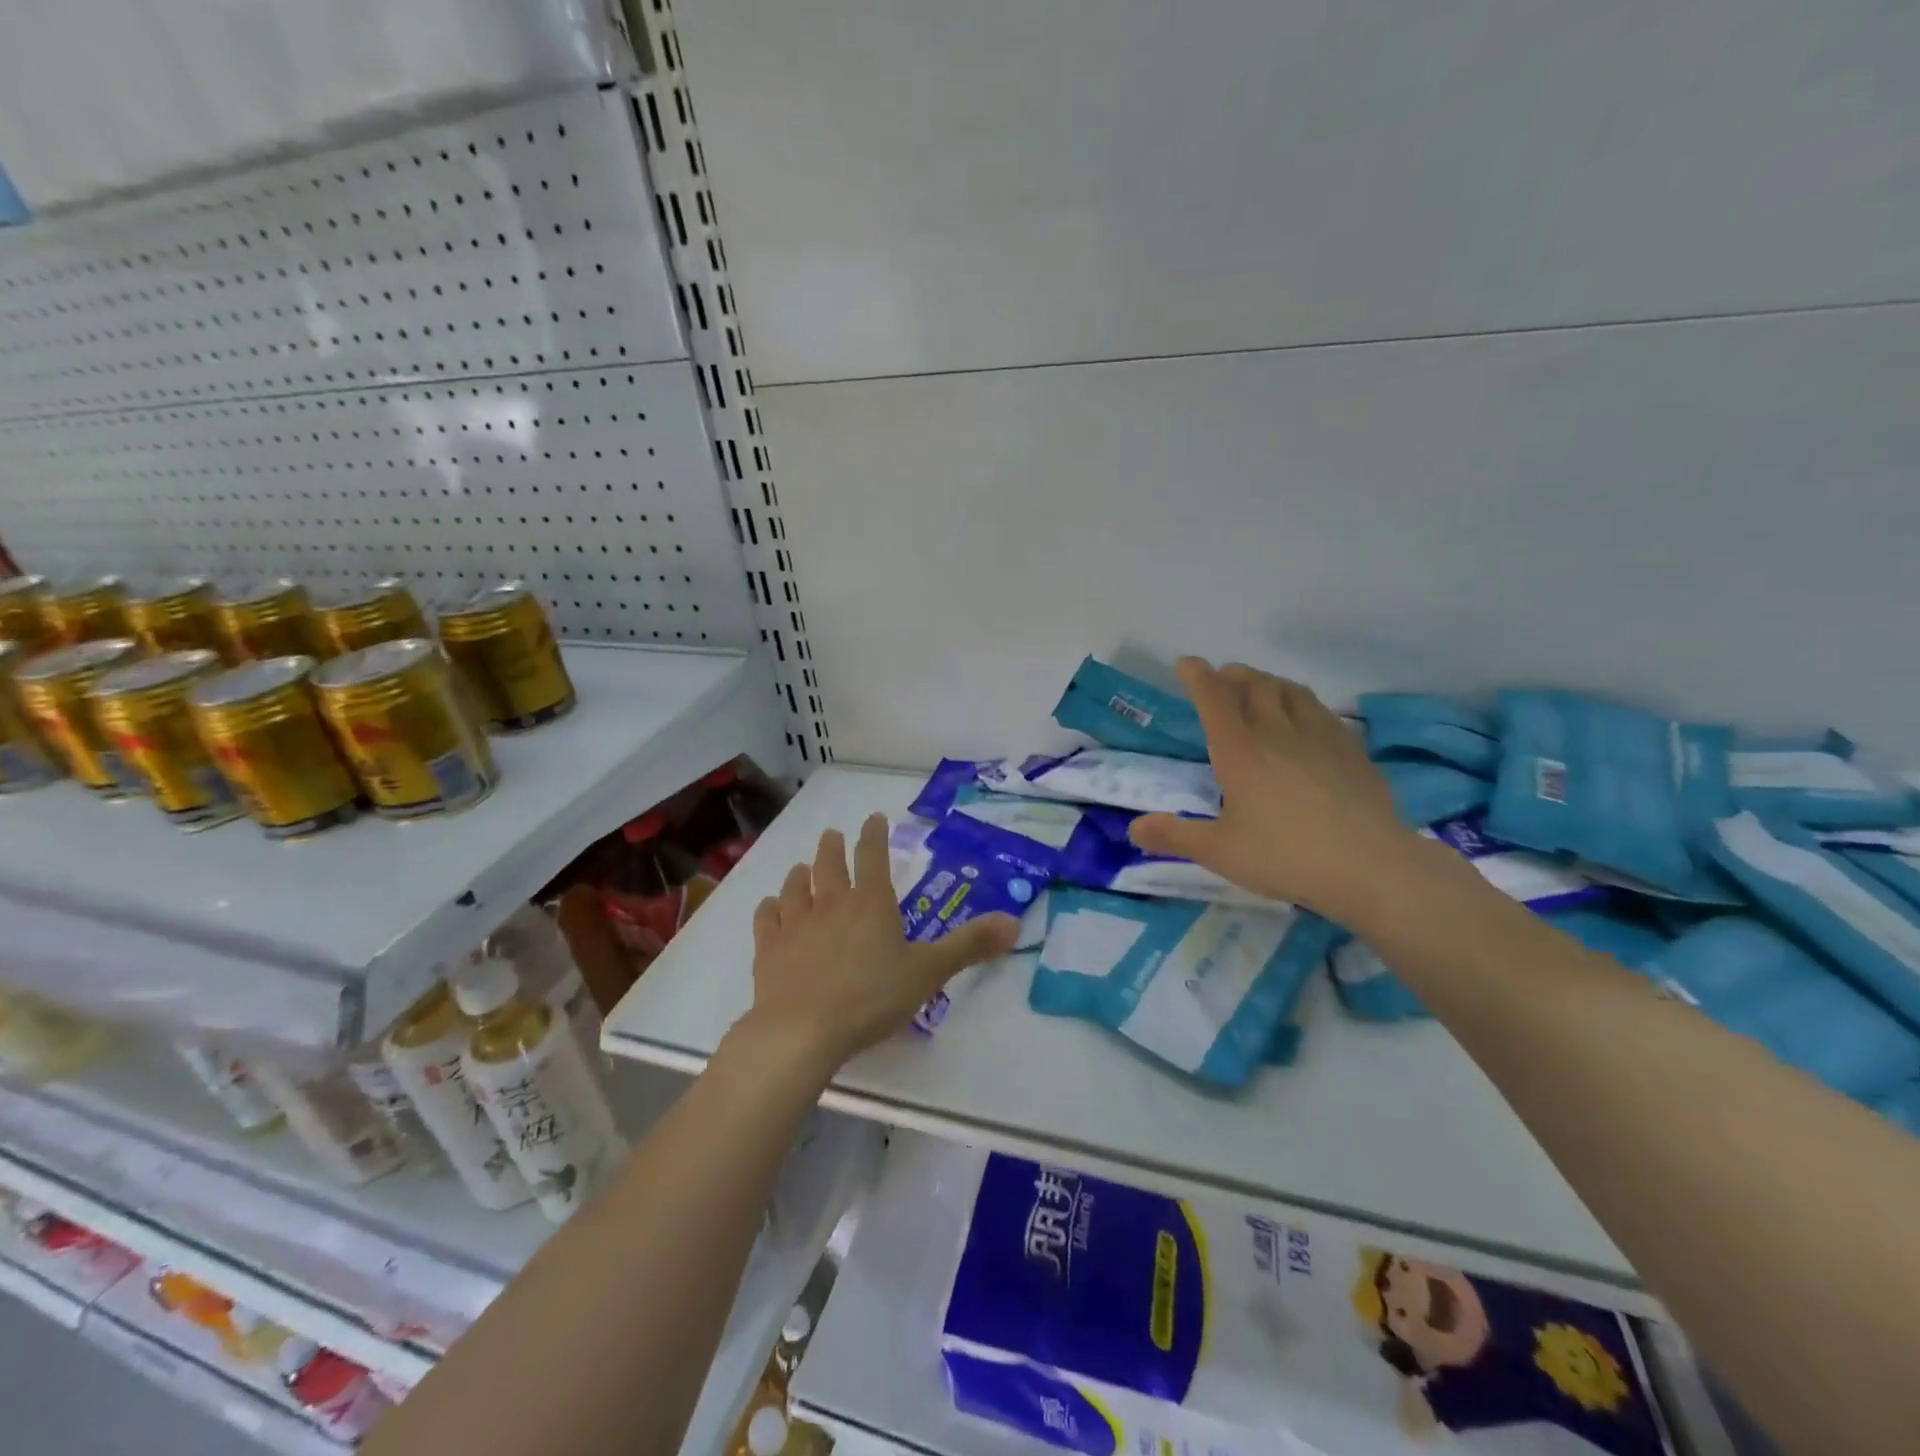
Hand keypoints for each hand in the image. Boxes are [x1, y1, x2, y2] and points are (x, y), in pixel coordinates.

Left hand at [744, 813, 1018, 1068]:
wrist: (802, 1030)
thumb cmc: (871, 998)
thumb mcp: (929, 972)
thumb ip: (969, 946)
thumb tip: (1014, 923)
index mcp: (871, 904)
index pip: (874, 857)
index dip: (875, 835)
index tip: (874, 818)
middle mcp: (832, 903)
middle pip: (829, 864)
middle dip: (833, 847)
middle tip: (832, 835)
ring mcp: (796, 923)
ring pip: (795, 886)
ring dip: (800, 874)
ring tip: (801, 868)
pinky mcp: (769, 948)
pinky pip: (768, 918)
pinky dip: (770, 908)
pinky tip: (771, 907)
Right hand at [1128, 658, 1409, 918]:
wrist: (1370, 866)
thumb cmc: (1286, 856)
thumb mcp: (1220, 852)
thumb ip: (1175, 837)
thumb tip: (1134, 829)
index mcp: (1240, 750)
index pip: (1214, 698)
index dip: (1198, 676)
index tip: (1187, 664)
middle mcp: (1277, 732)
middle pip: (1254, 685)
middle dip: (1233, 675)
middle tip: (1221, 679)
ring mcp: (1320, 737)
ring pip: (1291, 691)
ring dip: (1269, 682)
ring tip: (1260, 689)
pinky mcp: (1351, 750)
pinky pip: (1321, 711)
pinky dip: (1302, 703)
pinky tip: (1306, 720)